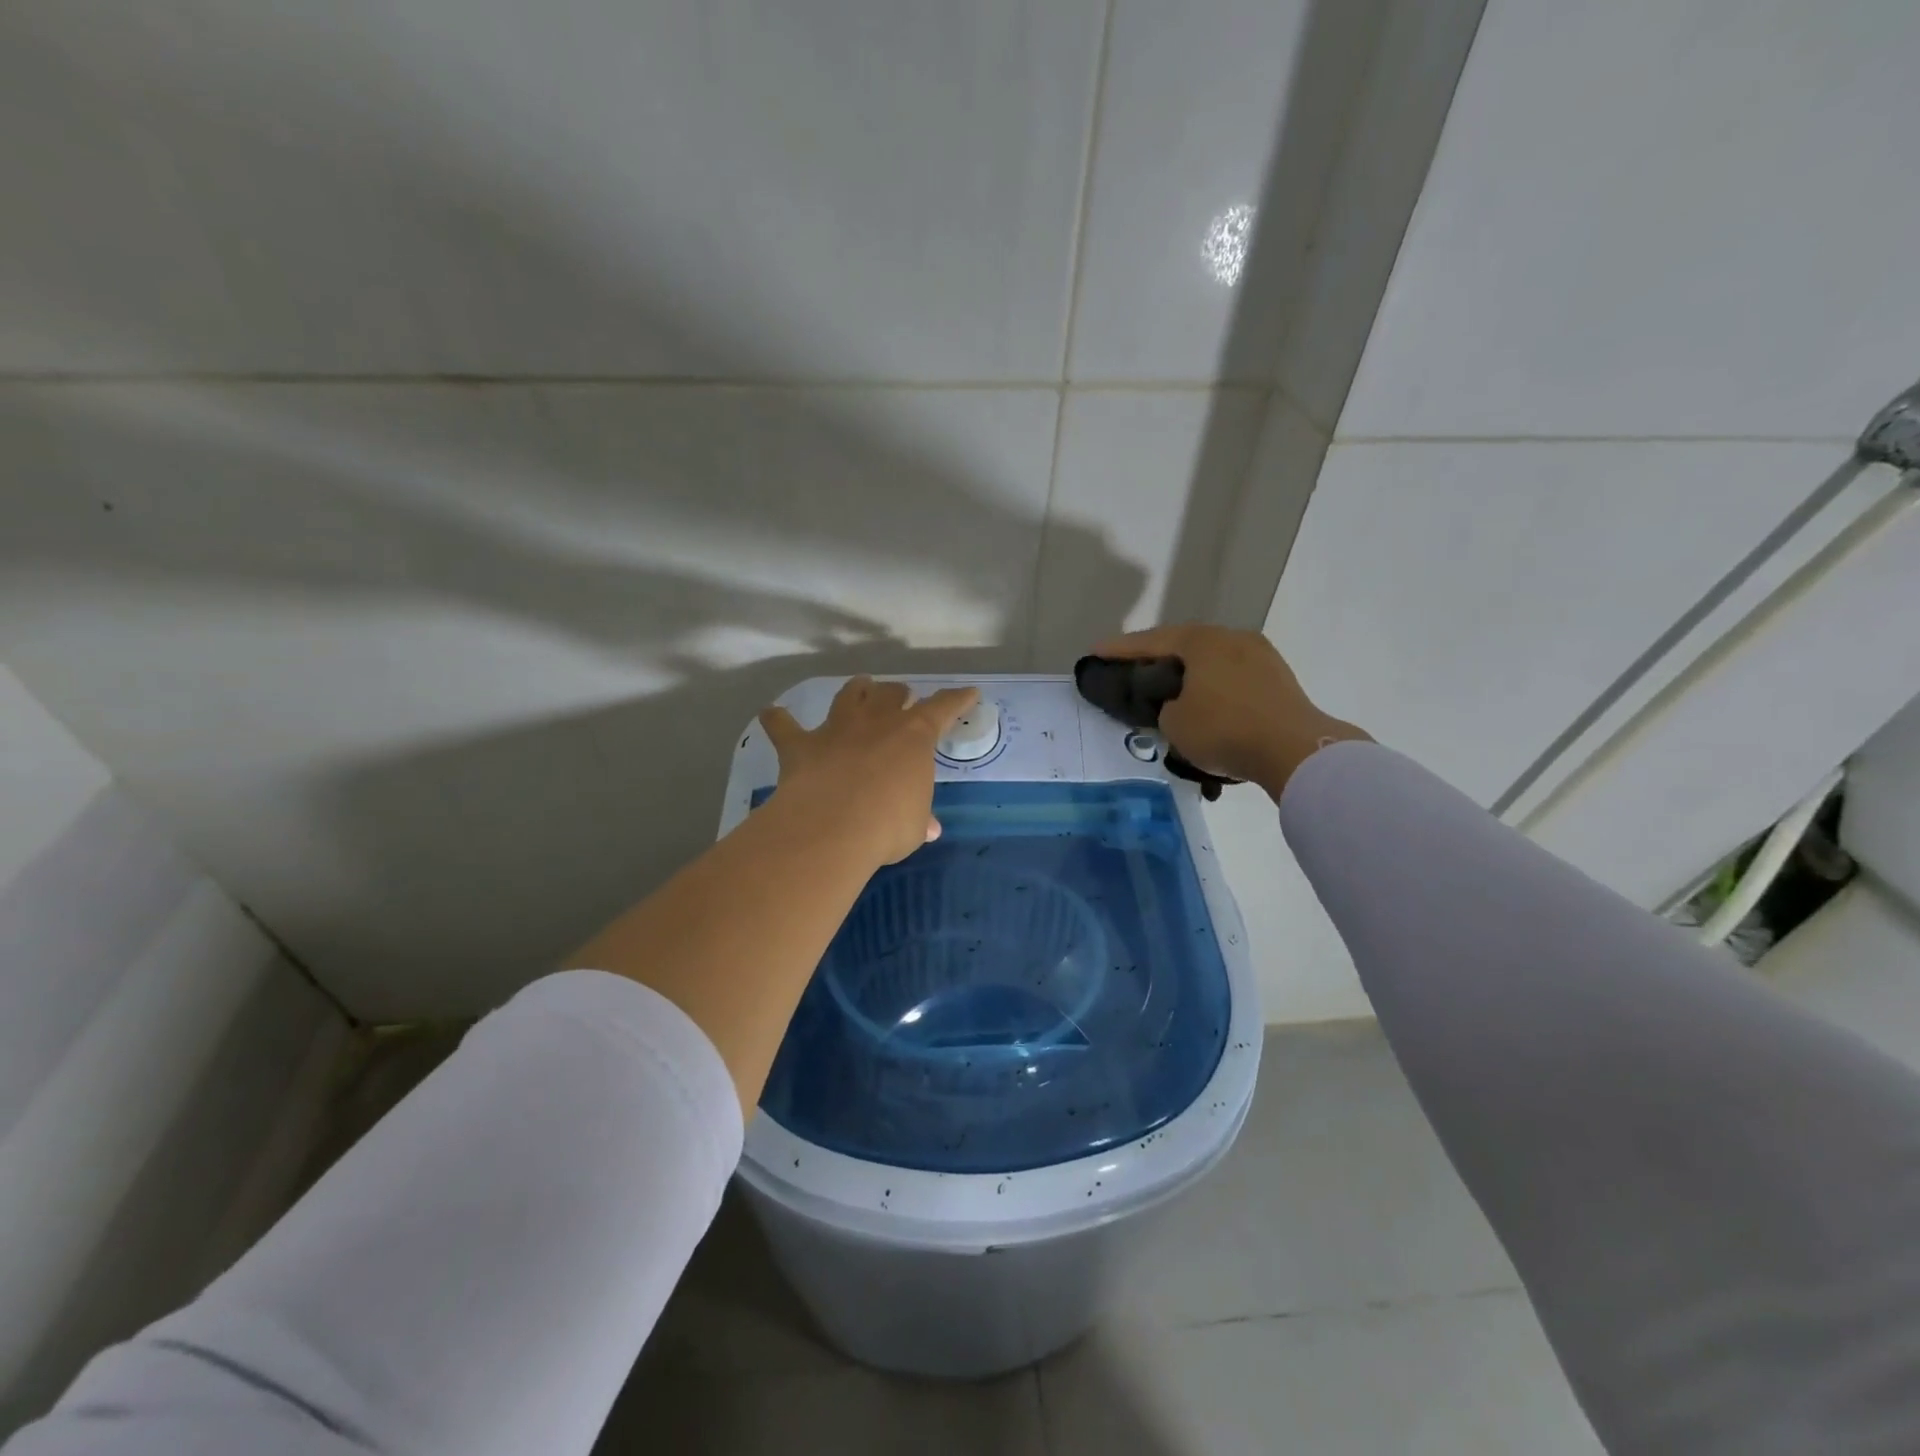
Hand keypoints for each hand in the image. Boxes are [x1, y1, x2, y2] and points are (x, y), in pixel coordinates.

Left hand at [758, 677, 978, 865]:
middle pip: (891, 694)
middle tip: (902, 697)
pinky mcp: (801, 746)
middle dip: (898, 694)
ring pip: (849, 695)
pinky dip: (778, 720)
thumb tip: (929, 828)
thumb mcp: (914, 826)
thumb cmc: (888, 825)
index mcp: (914, 736)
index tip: (968, 692)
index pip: (942, 709)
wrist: (833, 826)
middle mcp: (876, 722)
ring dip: (856, 689)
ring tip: (860, 686)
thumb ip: (919, 820)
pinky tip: (771, 714)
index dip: (957, 700)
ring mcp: (837, 729)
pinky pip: (784, 726)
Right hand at [1092, 624, 1367, 799]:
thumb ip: (1165, 707)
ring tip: (1168, 690)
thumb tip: (1178, 705)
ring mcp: (1261, 657)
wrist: (1295, 750)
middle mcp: (1232, 638)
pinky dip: (1213, 689)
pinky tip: (1204, 705)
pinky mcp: (1278, 681)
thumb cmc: (1224, 729)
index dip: (1119, 649)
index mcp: (1202, 641)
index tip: (1096, 651)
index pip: (1150, 641)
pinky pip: (1232, 679)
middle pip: (1184, 646)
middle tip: (1131, 669)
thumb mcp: (1175, 723)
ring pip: (1211, 662)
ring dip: (1188, 675)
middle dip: (1156, 658)